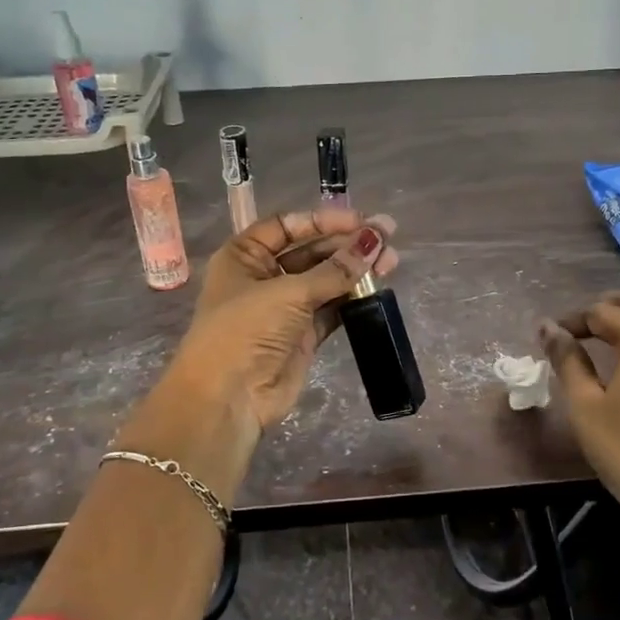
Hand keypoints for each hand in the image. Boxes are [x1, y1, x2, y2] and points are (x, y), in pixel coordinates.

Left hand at [164, 207, 399, 435]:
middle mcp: (264, 277)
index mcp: (245, 256)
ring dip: (356, 270)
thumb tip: (374, 241)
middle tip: (388, 236)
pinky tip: (378, 287)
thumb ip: (335, 269)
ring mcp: (285, 308)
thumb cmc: (245, 331)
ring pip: (326, 280)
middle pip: (311, 252)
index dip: (322, 220)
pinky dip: (353, 298)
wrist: (227, 398)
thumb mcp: (288, 293)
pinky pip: (332, 308)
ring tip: (392, 260)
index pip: (287, 226)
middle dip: (347, 244)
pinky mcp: (303, 335)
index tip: (358, 220)